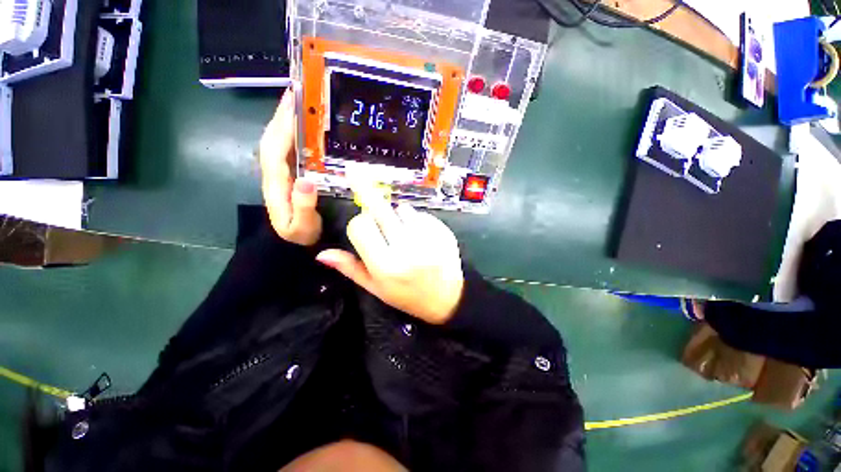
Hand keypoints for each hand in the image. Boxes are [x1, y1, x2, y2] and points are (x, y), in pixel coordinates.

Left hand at [259, 90, 321, 245]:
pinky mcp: (289, 173)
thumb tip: (307, 180)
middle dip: (284, 113)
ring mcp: (281, 171)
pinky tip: (307, 125)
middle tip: (301, 91)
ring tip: (303, 100)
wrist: (291, 241)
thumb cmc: (299, 235)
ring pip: (280, 138)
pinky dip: (294, 132)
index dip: (283, 124)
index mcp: (276, 182)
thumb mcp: (302, 226)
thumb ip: (302, 206)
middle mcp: (274, 171)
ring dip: (287, 118)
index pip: (275, 147)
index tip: (295, 103)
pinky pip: (289, 147)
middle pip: (274, 136)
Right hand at [315, 180, 464, 324]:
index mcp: (386, 265)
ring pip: (402, 209)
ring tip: (404, 233)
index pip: (360, 226)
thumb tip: (322, 254)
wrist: (447, 299)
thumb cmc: (408, 296)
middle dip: (367, 191)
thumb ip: (351, 268)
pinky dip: (417, 220)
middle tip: (355, 173)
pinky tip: (421, 236)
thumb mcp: (376, 288)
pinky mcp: (444, 231)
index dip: (359, 224)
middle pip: (381, 208)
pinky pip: (422, 214)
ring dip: (397, 215)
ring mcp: (429, 238)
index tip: (364, 229)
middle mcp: (407, 249)